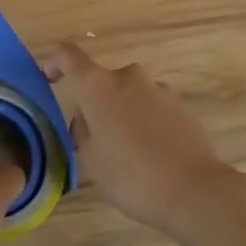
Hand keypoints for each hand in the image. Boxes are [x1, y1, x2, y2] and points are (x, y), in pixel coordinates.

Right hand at [43, 41, 239, 235]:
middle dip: (94, 103)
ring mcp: (157, 88)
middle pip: (101, 80)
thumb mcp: (91, 160)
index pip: (67, 55)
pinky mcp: (181, 105)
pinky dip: (145, 122)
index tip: (48, 78)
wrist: (196, 191)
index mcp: (97, 85)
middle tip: (94, 138)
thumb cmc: (132, 176)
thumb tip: (88, 118)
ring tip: (127, 152)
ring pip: (128, 94)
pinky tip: (152, 154)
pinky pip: (151, 107)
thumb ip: (83, 131)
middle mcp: (126, 76)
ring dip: (122, 113)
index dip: (54, 61)